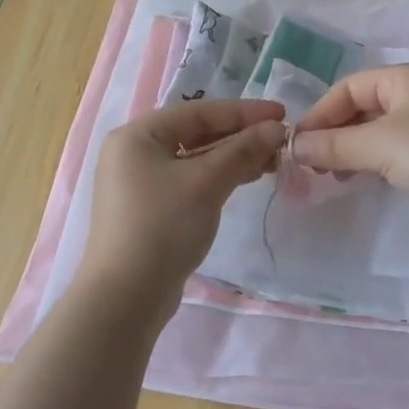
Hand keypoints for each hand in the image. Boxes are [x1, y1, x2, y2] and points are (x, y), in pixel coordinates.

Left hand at [79, 98, 286, 301]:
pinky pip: (189, 180)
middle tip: (280, 141)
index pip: (199, 112)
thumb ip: (243, 150)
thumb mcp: (207, 182)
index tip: (282, 113)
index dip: (244, 111)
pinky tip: (244, 179)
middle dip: (240, 136)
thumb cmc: (163, 226)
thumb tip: (277, 128)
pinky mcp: (149, 209)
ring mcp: (139, 183)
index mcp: (138, 135)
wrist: (126, 297)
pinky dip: (217, 177)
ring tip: (271, 161)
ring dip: (232, 157)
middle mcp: (134, 152)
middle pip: (196, 133)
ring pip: (194, 159)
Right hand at [290, 64, 408, 242]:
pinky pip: (393, 153)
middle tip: (311, 163)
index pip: (349, 87)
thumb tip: (294, 146)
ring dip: (349, 151)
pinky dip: (370, 164)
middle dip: (333, 133)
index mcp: (406, 78)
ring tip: (330, 175)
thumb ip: (334, 144)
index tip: (298, 143)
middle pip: (361, 108)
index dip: (321, 112)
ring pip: (376, 133)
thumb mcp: (379, 144)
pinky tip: (358, 181)